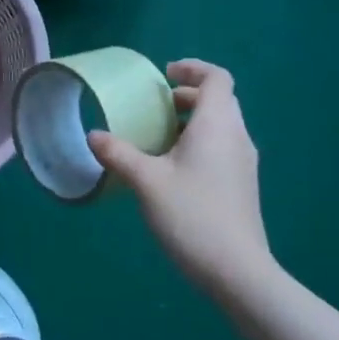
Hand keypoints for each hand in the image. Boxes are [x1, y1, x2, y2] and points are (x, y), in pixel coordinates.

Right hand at [87, 59, 275, 295]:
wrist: (236, 270)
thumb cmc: (191, 215)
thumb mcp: (146, 181)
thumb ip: (119, 154)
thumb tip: (94, 135)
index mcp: (217, 125)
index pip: (217, 78)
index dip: (192, 68)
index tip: (164, 76)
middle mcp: (237, 136)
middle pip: (219, 100)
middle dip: (188, 96)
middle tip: (155, 106)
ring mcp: (244, 163)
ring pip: (221, 125)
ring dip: (192, 121)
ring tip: (158, 137)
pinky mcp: (242, 185)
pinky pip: (222, 147)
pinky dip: (199, 143)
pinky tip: (172, 168)